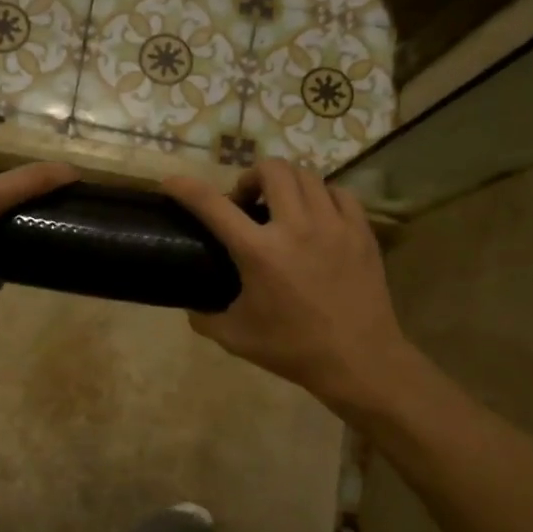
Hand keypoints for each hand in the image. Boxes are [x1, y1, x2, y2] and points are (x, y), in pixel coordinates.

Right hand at [161, 160, 405, 408]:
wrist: (360, 361)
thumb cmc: (293, 349)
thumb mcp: (235, 338)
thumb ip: (205, 318)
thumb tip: (191, 306)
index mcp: (258, 252)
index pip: (212, 205)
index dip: (185, 188)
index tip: (171, 183)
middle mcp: (295, 227)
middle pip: (271, 169)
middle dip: (249, 177)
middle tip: (245, 203)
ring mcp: (333, 225)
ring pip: (306, 175)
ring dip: (285, 183)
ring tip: (281, 207)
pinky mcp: (361, 232)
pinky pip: (339, 193)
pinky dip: (321, 196)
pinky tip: (316, 216)